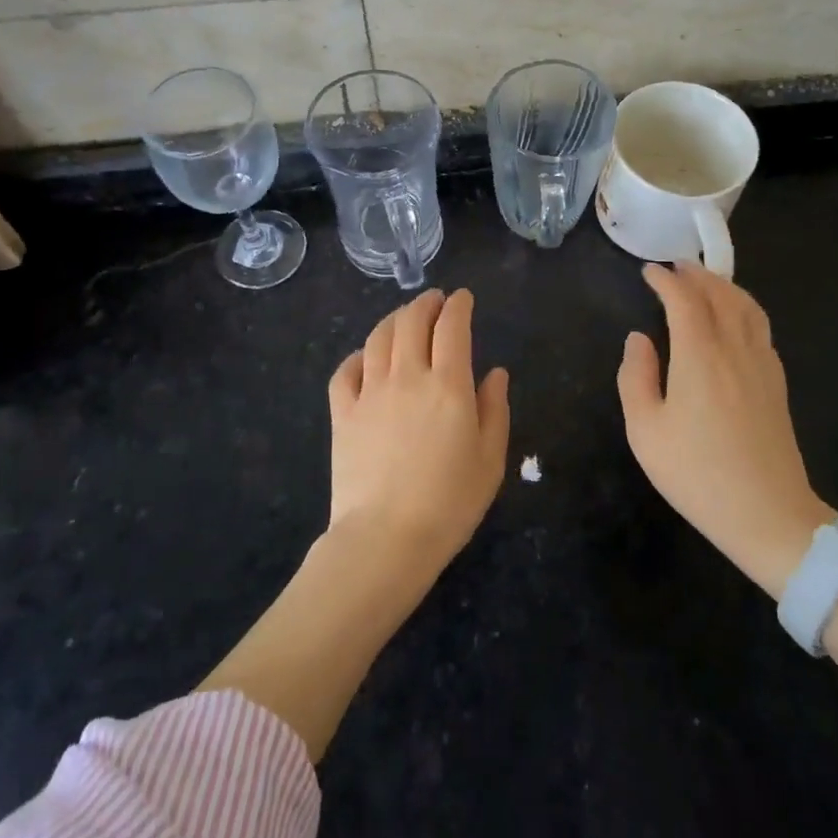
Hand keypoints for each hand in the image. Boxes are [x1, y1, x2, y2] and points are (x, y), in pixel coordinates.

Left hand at [327, 288, 509, 581]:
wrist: (386, 538)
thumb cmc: (449, 502)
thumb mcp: (490, 459)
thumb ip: (494, 409)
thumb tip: (495, 373)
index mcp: (448, 384)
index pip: (452, 327)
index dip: (459, 306)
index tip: (463, 298)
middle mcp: (407, 376)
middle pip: (412, 321)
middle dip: (425, 303)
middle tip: (434, 301)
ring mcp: (370, 392)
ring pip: (378, 338)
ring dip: (394, 320)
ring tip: (404, 318)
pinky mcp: (342, 413)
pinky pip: (345, 371)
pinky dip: (357, 356)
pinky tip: (365, 358)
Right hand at [617, 261, 834, 597]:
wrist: (768, 515)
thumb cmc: (697, 474)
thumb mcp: (646, 431)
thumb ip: (636, 377)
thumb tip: (638, 339)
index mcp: (700, 356)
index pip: (684, 301)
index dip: (666, 281)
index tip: (648, 271)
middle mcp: (735, 349)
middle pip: (720, 295)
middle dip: (696, 275)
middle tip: (676, 266)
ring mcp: (762, 365)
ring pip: (747, 307)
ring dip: (724, 286)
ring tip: (705, 282)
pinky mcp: (777, 383)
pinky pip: (761, 328)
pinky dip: (744, 308)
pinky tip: (734, 319)